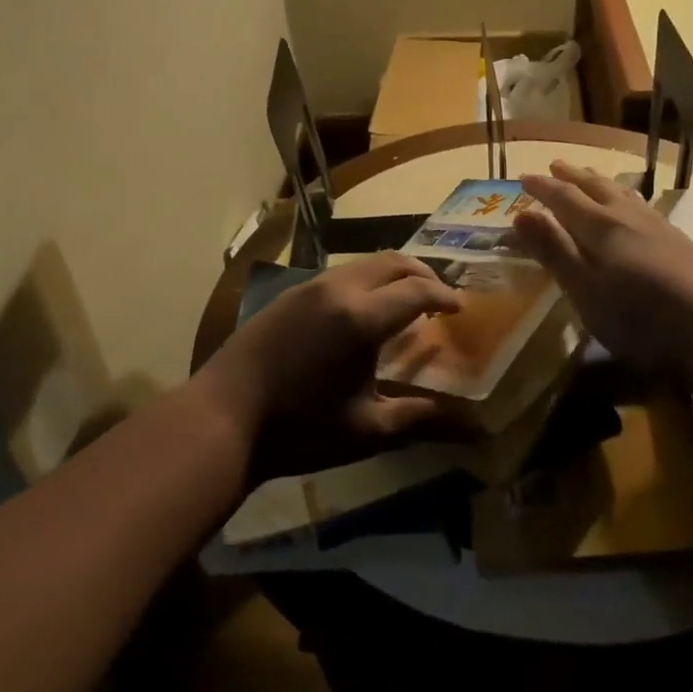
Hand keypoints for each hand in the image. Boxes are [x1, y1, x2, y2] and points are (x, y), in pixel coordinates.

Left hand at [195, 252, 464, 482]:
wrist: (223, 417)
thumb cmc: (298, 429)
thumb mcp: (365, 430)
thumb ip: (417, 418)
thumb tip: (469, 427)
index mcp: (361, 318)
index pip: (417, 290)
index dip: (444, 295)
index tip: (460, 307)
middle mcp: (338, 289)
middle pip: (392, 261)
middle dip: (422, 272)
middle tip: (439, 295)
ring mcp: (309, 286)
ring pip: (364, 264)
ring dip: (392, 274)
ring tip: (405, 300)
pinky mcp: (289, 292)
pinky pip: (340, 274)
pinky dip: (366, 281)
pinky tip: (363, 310)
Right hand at [512, 161, 692, 375]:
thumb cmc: (637, 315)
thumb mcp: (583, 289)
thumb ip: (553, 250)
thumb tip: (520, 213)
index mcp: (599, 226)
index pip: (564, 197)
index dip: (543, 187)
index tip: (524, 177)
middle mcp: (626, 216)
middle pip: (595, 186)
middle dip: (572, 175)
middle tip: (555, 165)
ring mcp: (656, 225)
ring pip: (622, 192)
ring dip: (600, 180)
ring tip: (590, 175)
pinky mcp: (678, 239)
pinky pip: (641, 203)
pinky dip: (625, 195)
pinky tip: (632, 206)